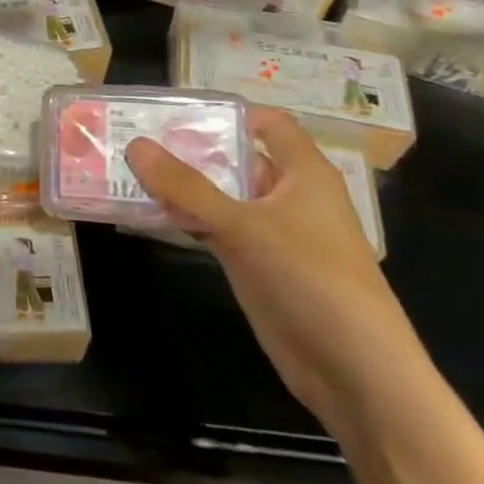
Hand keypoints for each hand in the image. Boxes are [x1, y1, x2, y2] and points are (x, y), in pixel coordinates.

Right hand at [125, 107, 425, 433]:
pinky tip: (144, 211)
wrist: (357, 375)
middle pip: (234, 157)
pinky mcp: (256, 264)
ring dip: (180, 184)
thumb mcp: (245, 228)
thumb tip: (136, 145)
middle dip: (187, 146)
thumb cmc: (313, 282)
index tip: (173, 108)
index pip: (266, 122)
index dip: (225, 111)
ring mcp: (271, 232)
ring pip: (219, 194)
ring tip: (126, 166)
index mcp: (303, 173)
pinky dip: (183, 217)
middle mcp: (287, 195)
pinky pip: (213, 228)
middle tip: (131, 133)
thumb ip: (187, 187)